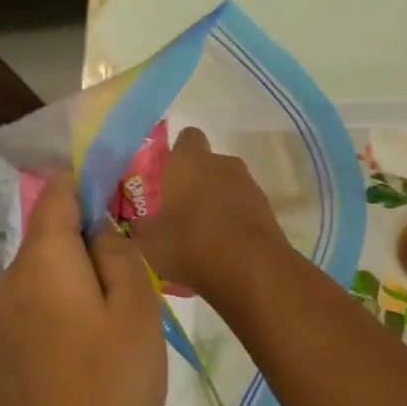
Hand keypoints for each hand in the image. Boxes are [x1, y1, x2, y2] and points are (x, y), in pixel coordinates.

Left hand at [0, 172, 164, 405]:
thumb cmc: (112, 383)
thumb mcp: (136, 309)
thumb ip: (119, 255)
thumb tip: (100, 228)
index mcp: (43, 260)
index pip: (56, 196)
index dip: (83, 182)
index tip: (115, 186)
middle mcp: (10, 281)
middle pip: (47, 236)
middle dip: (85, 235)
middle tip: (131, 258)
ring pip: (41, 274)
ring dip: (75, 275)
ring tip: (117, 303)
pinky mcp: (1, 354)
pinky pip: (33, 308)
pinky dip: (61, 305)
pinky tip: (89, 341)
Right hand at [131, 127, 285, 299]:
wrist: (251, 267)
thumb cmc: (191, 243)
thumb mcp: (152, 243)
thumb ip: (143, 229)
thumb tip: (139, 224)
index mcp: (189, 162)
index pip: (186, 138)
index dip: (177, 153)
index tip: (167, 175)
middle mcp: (221, 163)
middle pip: (207, 164)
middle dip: (196, 182)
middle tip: (179, 210)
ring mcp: (249, 185)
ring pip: (227, 186)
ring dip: (216, 202)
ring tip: (201, 234)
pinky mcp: (267, 209)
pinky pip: (243, 208)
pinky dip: (234, 221)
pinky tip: (223, 247)